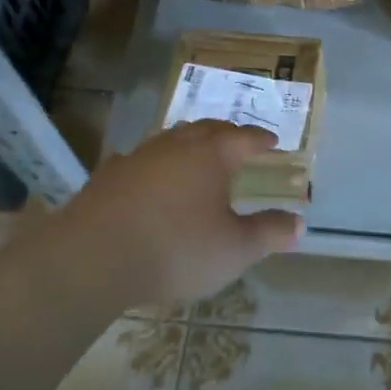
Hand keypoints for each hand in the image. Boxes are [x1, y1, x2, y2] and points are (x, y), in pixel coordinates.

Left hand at [32, 121, 301, 310]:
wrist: (92, 260)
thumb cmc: (177, 250)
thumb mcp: (235, 249)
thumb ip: (269, 233)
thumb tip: (298, 222)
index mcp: (211, 155)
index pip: (244, 138)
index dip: (261, 139)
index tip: (273, 142)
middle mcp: (174, 146)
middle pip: (206, 129)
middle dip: (226, 133)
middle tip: (238, 142)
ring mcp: (137, 158)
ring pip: (169, 140)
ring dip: (188, 144)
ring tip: (196, 155)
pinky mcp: (107, 178)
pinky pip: (139, 161)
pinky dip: (155, 166)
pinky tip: (150, 179)